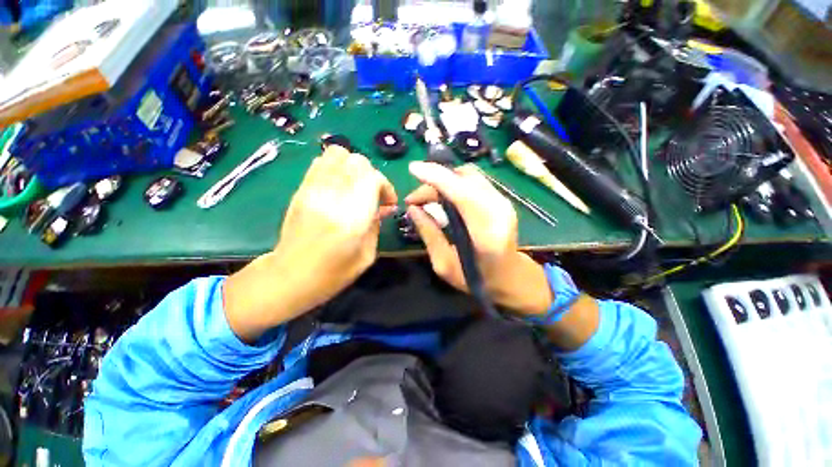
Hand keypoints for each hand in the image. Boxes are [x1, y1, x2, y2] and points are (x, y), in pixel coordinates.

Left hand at [224, 146, 396, 340]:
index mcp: (351, 218)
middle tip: (374, 195)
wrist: (288, 277)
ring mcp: (313, 189)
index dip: (386, 186)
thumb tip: (383, 207)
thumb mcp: (366, 255)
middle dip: (372, 175)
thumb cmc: (332, 274)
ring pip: (338, 154)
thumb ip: (376, 225)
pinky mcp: (301, 189)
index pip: (373, 178)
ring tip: (356, 187)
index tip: (388, 203)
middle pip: (357, 161)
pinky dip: (336, 167)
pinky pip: (321, 162)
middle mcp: (331, 197)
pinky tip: (340, 186)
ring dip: (353, 167)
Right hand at [405, 162, 552, 316]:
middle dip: (434, 181)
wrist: (511, 278)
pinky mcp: (502, 199)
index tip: (412, 169)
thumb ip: (429, 234)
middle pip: (464, 179)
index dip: (436, 177)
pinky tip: (442, 196)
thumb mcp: (444, 264)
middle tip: (414, 199)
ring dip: (443, 181)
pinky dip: (454, 183)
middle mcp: (499, 211)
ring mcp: (504, 202)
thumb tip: (413, 209)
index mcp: (485, 233)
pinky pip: (474, 181)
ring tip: (426, 197)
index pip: (461, 193)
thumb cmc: (476, 278)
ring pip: (469, 176)